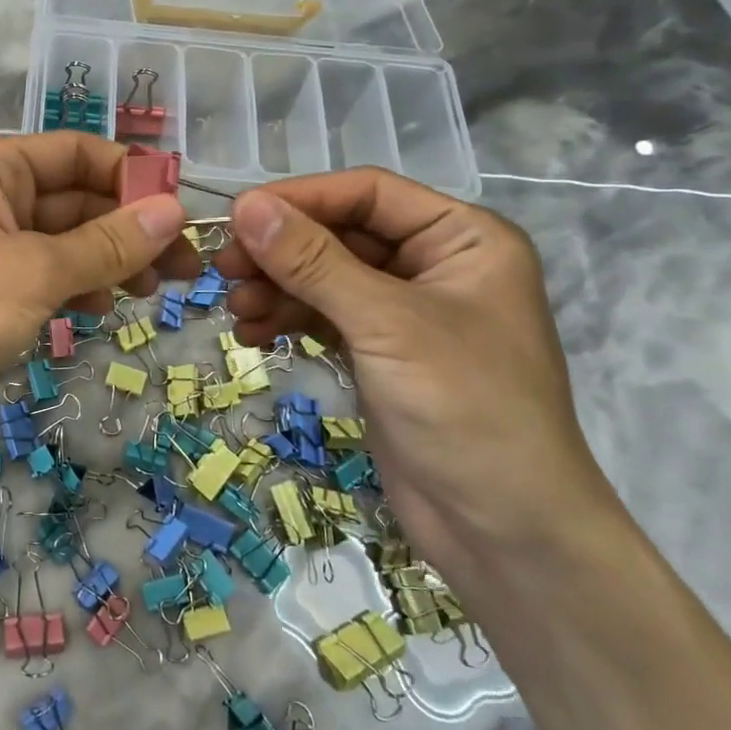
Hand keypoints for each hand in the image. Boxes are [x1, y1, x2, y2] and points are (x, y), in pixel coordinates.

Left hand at [0, 133, 194, 476]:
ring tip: (154, 292)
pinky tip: (102, 309)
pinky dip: (75, 287)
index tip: (182, 212)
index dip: (130, 176)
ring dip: (108, 260)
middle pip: (73, 199)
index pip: (75, 152)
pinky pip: (41, 278)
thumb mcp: (31, 273)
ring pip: (61, 242)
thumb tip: (174, 210)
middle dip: (128, 228)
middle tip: (187, 268)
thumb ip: (106, 242)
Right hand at [213, 170, 616, 579]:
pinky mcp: (380, 352)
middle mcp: (435, 264)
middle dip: (282, 251)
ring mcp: (405, 311)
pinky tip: (253, 335)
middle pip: (341, 234)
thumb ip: (313, 261)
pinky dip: (288, 320)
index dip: (301, 198)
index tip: (238, 215)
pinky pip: (324, 316)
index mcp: (462, 238)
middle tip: (225, 268)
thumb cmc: (465, 410)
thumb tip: (246, 205)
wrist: (506, 535)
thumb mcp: (385, 325)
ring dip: (277, 288)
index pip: (368, 193)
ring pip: (325, 276)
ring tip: (236, 310)